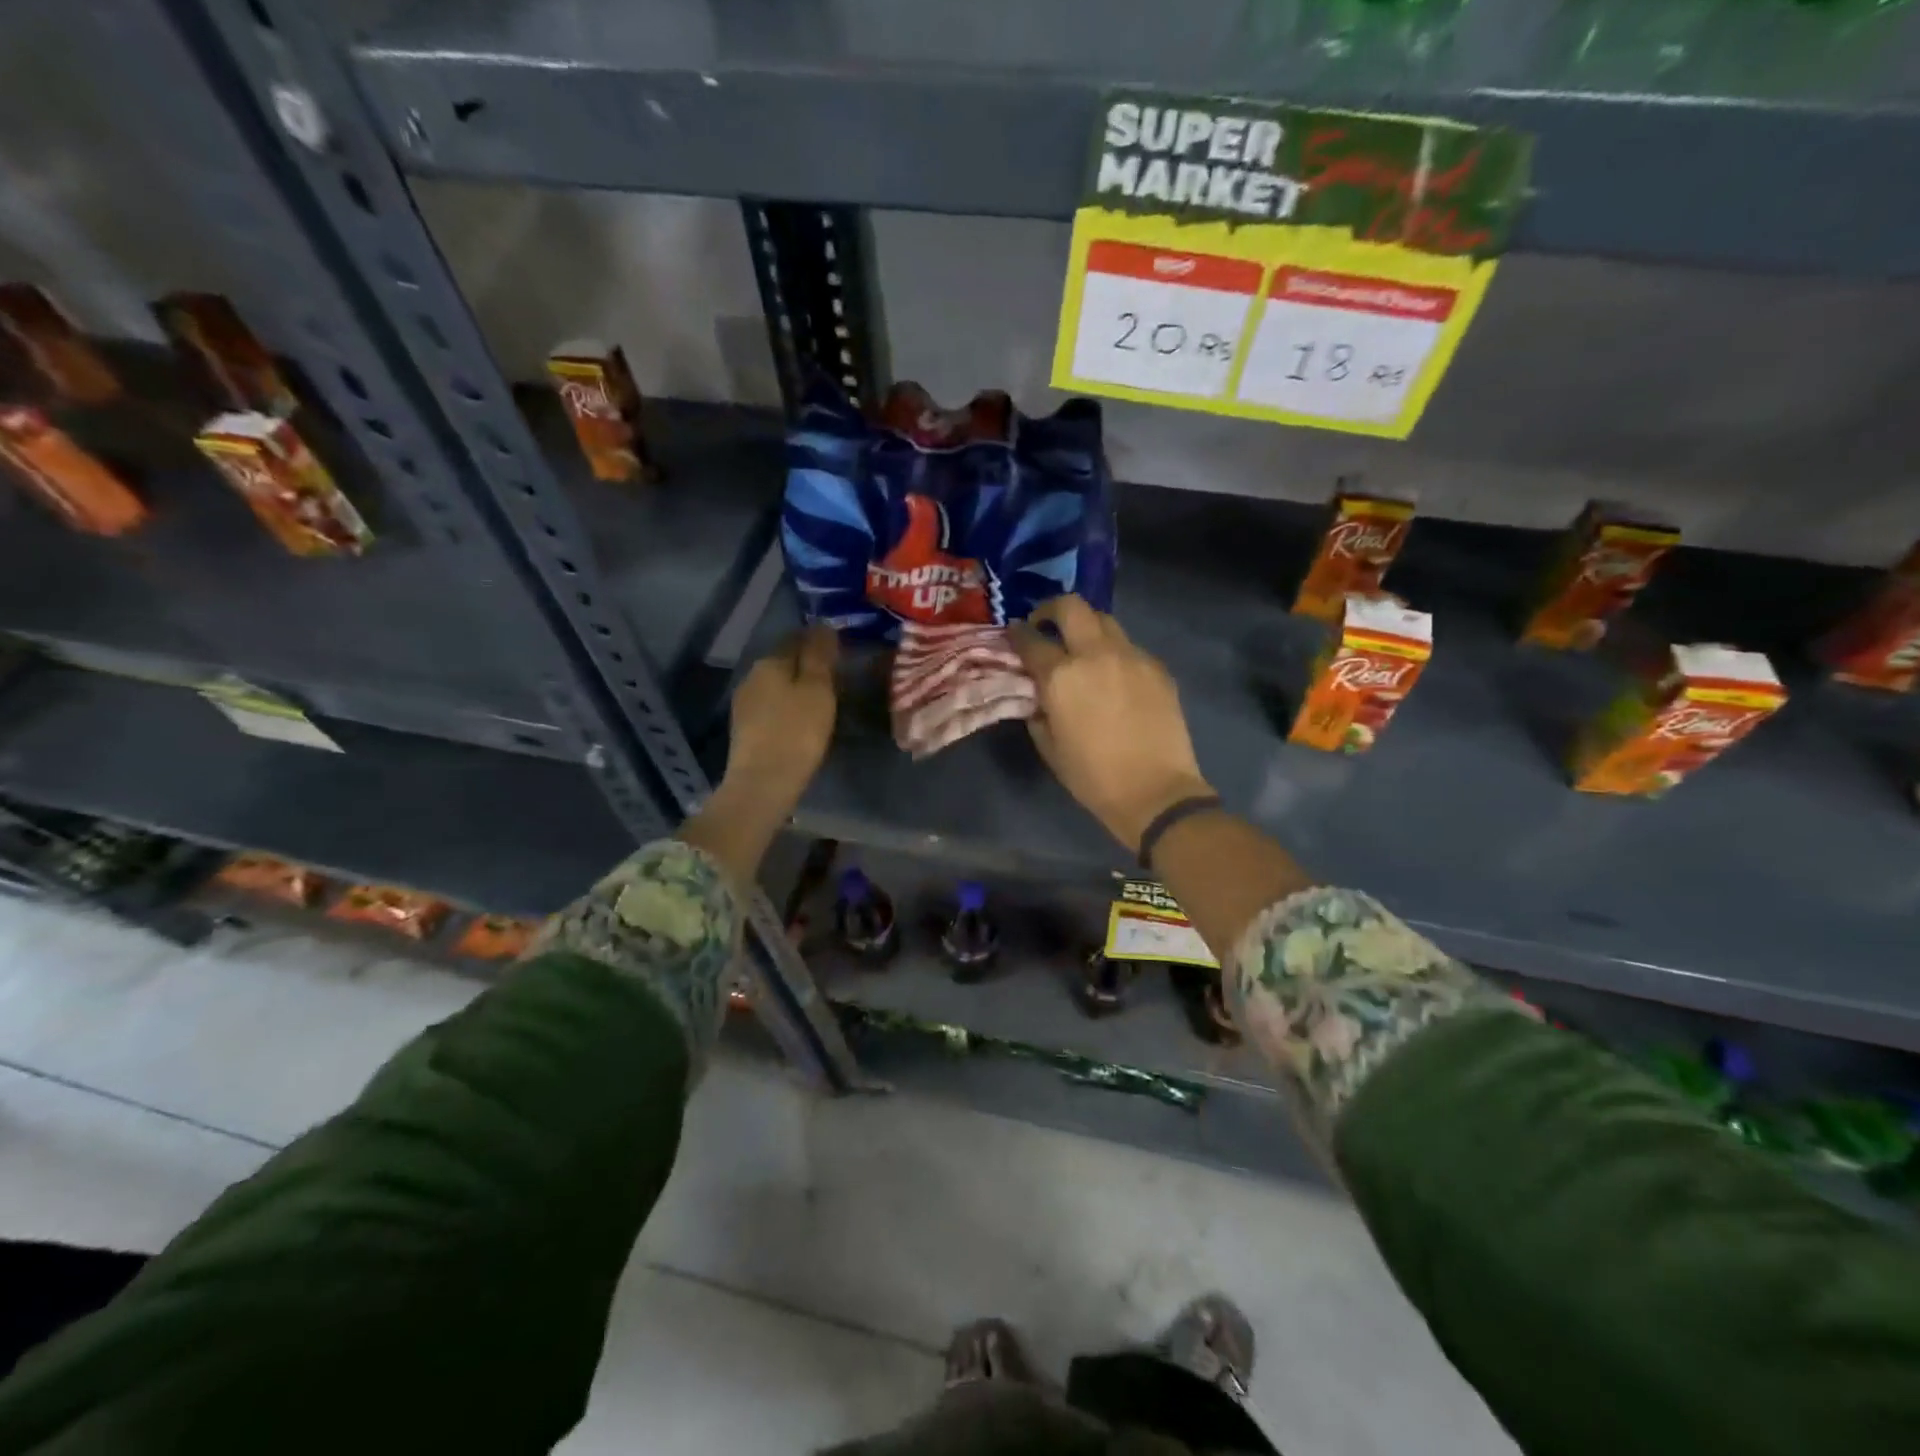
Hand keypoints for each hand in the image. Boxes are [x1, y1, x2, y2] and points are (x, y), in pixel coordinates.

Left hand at [723, 624, 839, 810]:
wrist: (763, 783)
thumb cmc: (797, 732)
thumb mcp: (818, 690)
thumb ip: (820, 655)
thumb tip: (823, 625)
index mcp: (770, 662)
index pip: (796, 638)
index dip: (818, 640)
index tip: (840, 650)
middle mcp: (751, 676)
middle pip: (784, 661)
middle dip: (806, 664)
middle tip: (834, 676)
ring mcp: (744, 703)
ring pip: (776, 684)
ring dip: (795, 687)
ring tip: (820, 700)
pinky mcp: (744, 729)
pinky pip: (770, 706)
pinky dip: (786, 707)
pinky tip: (799, 720)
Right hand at [1010, 596, 1212, 852]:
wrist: (1156, 791)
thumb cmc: (1093, 777)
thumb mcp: (1049, 746)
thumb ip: (1038, 711)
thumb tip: (1038, 694)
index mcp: (1061, 676)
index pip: (1030, 640)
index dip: (1018, 634)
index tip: (1015, 634)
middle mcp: (1095, 654)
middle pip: (1071, 607)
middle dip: (1052, 609)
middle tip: (1046, 624)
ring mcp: (1131, 656)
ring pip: (1105, 620)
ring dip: (1086, 627)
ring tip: (1082, 648)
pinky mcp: (1157, 667)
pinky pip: (1130, 647)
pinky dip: (1114, 652)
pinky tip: (1114, 676)